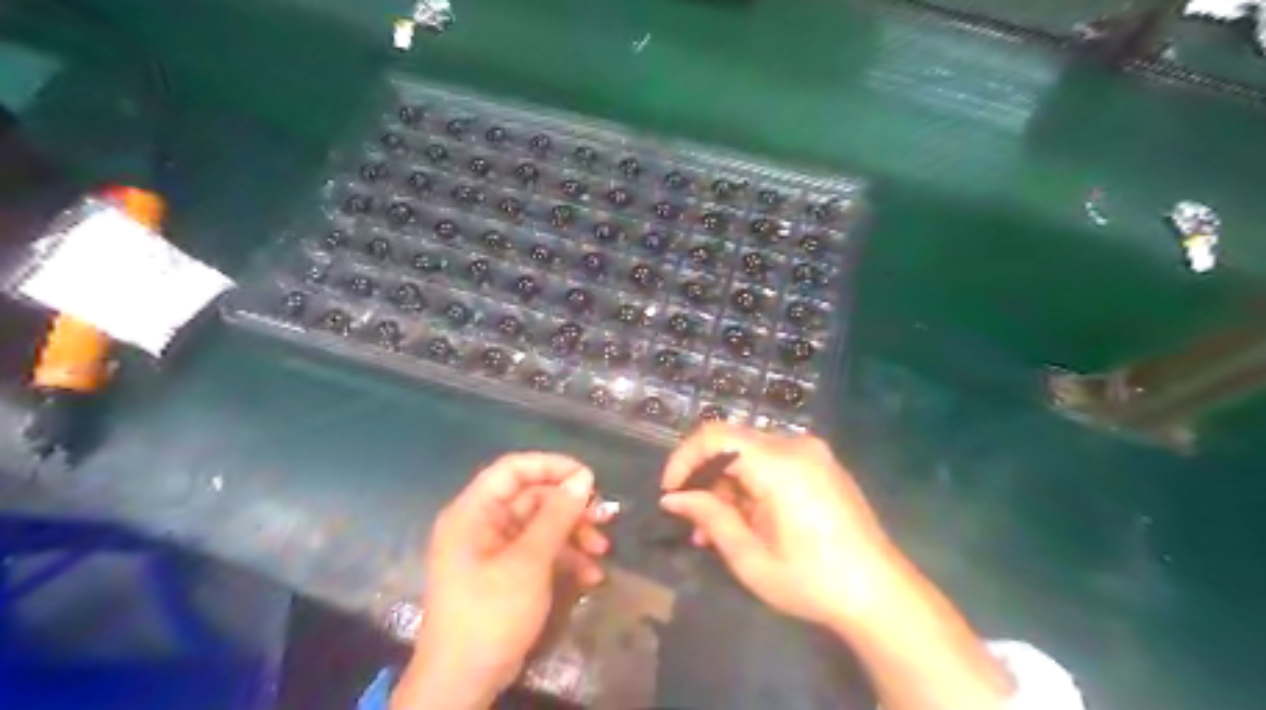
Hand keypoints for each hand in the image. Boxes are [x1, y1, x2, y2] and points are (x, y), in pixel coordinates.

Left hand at [396, 454, 611, 709]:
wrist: (463, 682)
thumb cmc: (490, 613)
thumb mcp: (529, 561)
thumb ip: (557, 516)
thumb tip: (584, 478)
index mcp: (474, 512)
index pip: (513, 469)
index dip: (551, 466)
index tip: (588, 478)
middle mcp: (482, 523)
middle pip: (532, 497)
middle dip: (570, 508)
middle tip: (605, 517)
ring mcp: (494, 549)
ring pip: (540, 525)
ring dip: (573, 535)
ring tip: (602, 550)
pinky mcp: (506, 572)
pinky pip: (538, 551)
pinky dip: (564, 558)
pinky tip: (591, 576)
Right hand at [658, 425, 894, 624]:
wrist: (881, 595)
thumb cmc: (812, 581)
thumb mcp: (750, 557)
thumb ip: (709, 517)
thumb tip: (673, 498)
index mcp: (778, 464)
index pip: (714, 436)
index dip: (684, 458)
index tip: (671, 493)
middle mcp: (796, 446)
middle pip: (732, 444)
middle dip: (705, 478)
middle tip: (693, 521)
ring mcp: (813, 453)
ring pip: (750, 455)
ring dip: (727, 485)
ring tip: (716, 531)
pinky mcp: (821, 466)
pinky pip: (773, 463)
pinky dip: (751, 484)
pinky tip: (747, 520)